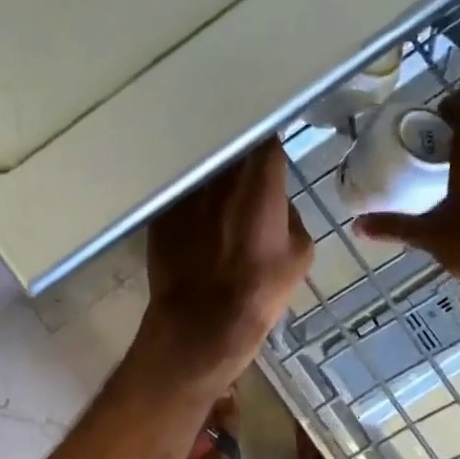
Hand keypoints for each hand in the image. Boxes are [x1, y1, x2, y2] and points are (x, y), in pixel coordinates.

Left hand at [141, 138, 313, 386]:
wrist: (201, 321)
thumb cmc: (259, 289)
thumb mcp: (299, 252)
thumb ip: (289, 214)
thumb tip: (277, 203)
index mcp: (259, 179)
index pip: (265, 137)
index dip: (268, 141)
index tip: (270, 149)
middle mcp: (219, 174)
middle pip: (229, 146)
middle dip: (238, 153)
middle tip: (245, 168)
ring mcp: (185, 190)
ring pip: (202, 168)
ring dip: (211, 174)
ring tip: (218, 189)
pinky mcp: (160, 210)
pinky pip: (180, 193)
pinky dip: (188, 197)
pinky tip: (194, 214)